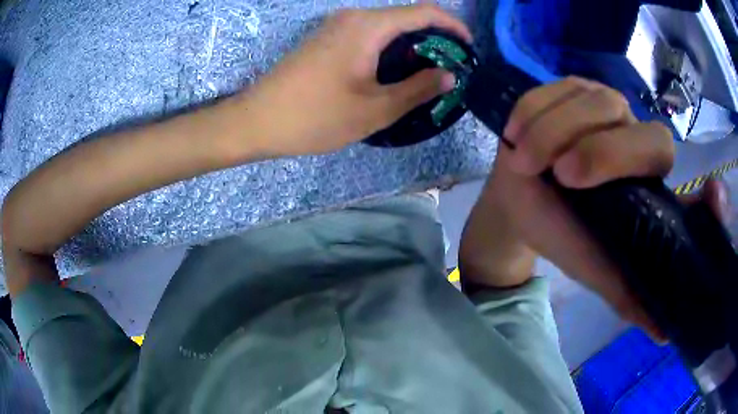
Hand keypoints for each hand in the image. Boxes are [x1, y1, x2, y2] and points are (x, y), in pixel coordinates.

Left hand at [243, 5, 470, 156]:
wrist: (255, 120)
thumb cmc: (314, 116)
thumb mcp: (374, 109)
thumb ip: (418, 89)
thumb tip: (450, 75)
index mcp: (368, 26)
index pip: (425, 11)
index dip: (454, 26)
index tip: (469, 49)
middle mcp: (353, 17)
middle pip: (407, 17)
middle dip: (435, 40)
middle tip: (450, 71)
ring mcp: (336, 26)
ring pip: (388, 27)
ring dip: (412, 47)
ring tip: (426, 77)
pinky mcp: (326, 39)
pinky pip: (369, 35)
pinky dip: (390, 50)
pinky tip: (394, 74)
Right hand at [461, 77, 728, 340]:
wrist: (518, 203)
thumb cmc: (563, 234)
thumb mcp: (600, 270)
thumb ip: (632, 295)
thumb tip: (664, 335)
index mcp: (648, 179)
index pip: (684, 180)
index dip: (701, 185)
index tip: (712, 196)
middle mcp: (635, 133)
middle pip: (639, 131)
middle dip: (603, 153)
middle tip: (563, 178)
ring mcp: (602, 102)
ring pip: (592, 103)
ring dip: (553, 133)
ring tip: (526, 163)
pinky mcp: (568, 87)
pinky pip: (554, 90)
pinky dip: (532, 114)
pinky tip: (519, 136)